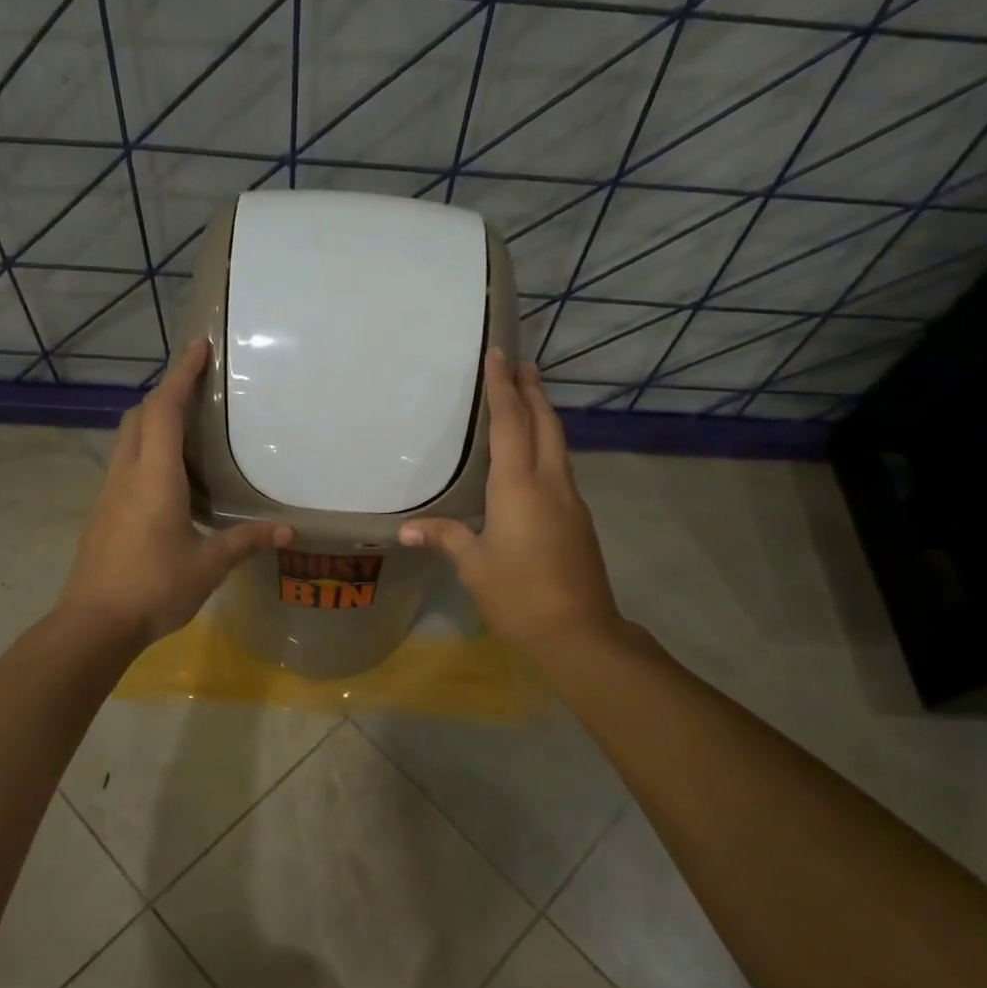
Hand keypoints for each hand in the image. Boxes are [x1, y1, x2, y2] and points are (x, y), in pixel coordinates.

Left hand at [58, 340, 291, 647]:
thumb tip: (288, 532)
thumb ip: (245, 542)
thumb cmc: (154, 588)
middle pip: (139, 415)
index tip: (198, 347)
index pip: (164, 409)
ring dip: (152, 420)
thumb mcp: (208, 566)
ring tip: (187, 426)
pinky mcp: (102, 512)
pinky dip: (146, 450)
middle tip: (197, 386)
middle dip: (165, 392)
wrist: (93, 624)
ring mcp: (109, 492)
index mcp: (154, 477)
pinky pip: (125, 463)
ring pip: (127, 438)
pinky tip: (168, 477)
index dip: (181, 374)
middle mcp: (127, 474)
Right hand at [400, 349, 621, 648]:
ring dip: (544, 416)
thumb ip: (446, 538)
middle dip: (533, 391)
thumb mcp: (474, 566)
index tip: (500, 355)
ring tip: (529, 398)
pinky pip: (560, 468)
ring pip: (558, 445)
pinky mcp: (578, 520)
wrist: (579, 632)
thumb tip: (407, 530)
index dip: (503, 388)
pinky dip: (547, 447)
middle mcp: (549, 483)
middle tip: (522, 364)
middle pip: (545, 424)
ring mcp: (570, 501)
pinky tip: (535, 457)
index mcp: (519, 487)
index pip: (511, 424)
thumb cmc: (519, 595)